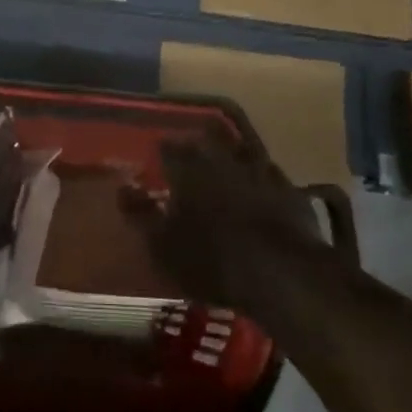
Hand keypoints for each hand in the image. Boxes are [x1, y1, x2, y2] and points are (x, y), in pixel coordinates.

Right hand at [126, 139, 341, 313]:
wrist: (282, 273)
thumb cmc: (211, 260)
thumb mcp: (163, 245)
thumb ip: (140, 214)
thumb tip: (122, 188)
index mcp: (188, 168)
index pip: (168, 147)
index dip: (162, 151)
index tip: (158, 158)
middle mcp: (222, 158)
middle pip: (206, 138)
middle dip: (197, 142)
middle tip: (190, 153)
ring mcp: (260, 170)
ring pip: (241, 149)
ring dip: (231, 152)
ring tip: (225, 163)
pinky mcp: (289, 188)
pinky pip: (270, 172)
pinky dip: (261, 175)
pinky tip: (260, 185)